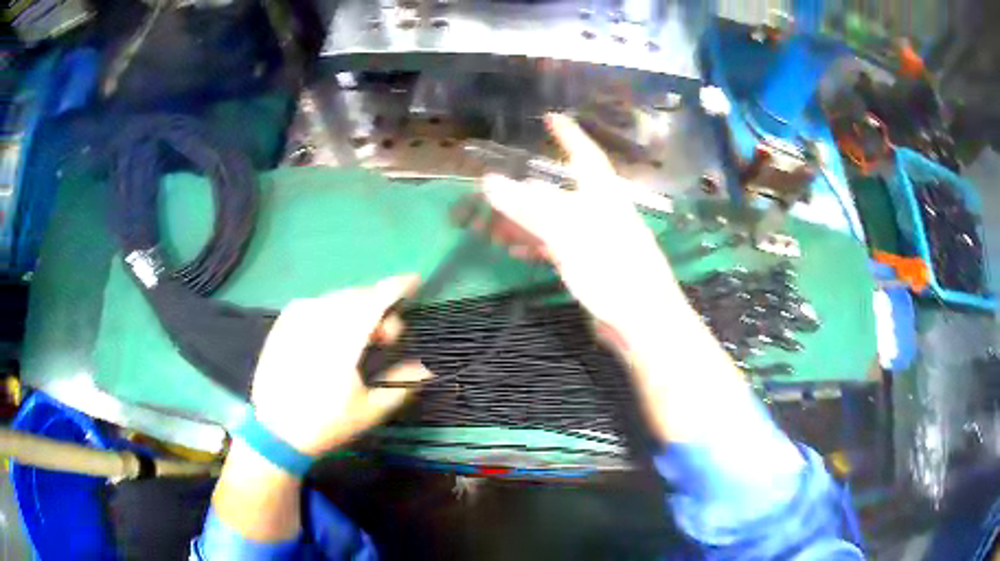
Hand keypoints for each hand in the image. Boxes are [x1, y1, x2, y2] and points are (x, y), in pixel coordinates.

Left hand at [250, 275, 431, 454]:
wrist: (274, 431)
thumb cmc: (325, 422)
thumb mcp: (369, 411)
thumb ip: (401, 385)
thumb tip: (426, 368)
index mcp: (343, 338)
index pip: (376, 299)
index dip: (398, 286)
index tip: (416, 281)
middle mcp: (319, 317)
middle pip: (358, 296)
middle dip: (379, 306)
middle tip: (386, 337)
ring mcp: (297, 317)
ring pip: (336, 298)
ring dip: (356, 308)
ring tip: (361, 336)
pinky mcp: (283, 323)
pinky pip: (315, 304)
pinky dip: (333, 310)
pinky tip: (333, 331)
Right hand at [481, 113, 683, 334]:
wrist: (642, 321)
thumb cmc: (613, 270)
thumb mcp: (568, 234)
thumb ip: (529, 208)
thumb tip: (489, 181)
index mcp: (602, 195)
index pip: (584, 155)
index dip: (568, 134)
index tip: (552, 117)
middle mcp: (601, 211)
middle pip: (559, 192)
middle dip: (524, 192)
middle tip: (492, 193)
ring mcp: (597, 239)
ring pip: (555, 221)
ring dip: (525, 222)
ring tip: (494, 229)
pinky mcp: (593, 266)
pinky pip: (559, 246)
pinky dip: (537, 245)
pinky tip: (517, 252)